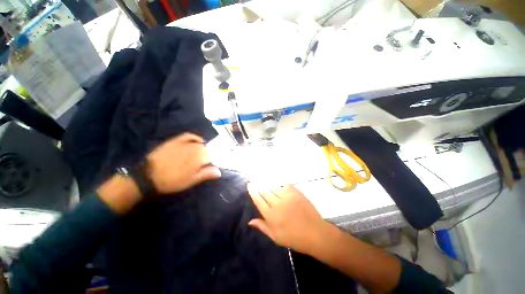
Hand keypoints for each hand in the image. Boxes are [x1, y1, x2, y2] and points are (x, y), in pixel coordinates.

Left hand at [147, 133, 221, 193]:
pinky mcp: (176, 140)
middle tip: (204, 163)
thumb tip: (220, 171)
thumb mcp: (191, 180)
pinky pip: (189, 135)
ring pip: (200, 143)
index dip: (213, 162)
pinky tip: (197, 141)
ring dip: (203, 148)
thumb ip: (206, 174)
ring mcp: (185, 142)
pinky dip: (195, 137)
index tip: (210, 168)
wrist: (148, 176)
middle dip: (208, 155)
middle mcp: (195, 147)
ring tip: (201, 154)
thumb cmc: (172, 180)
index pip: (213, 157)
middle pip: (207, 149)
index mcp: (200, 157)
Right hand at [247, 183, 326, 253]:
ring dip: (269, 185)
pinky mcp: (296, 193)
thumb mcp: (275, 237)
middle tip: (255, 181)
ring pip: (274, 187)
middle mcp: (277, 203)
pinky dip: (280, 185)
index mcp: (271, 216)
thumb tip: (250, 221)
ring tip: (266, 183)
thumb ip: (262, 226)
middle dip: (259, 185)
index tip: (249, 185)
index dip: (253, 191)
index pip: (258, 200)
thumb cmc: (294, 238)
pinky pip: (285, 185)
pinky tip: (279, 186)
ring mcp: (287, 197)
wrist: (315, 233)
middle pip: (265, 191)